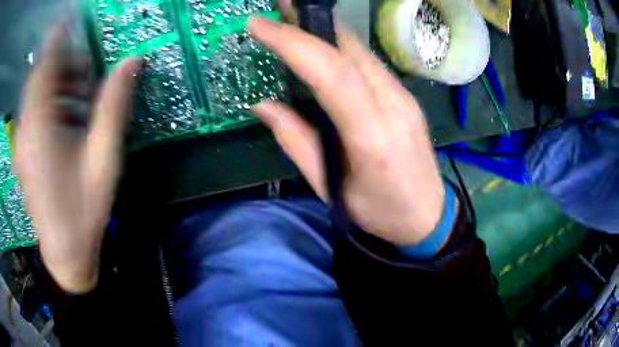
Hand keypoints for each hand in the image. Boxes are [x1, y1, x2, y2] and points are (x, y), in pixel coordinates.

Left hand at [15, 26, 140, 292]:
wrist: (65, 252)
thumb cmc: (84, 210)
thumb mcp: (104, 158)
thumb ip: (114, 105)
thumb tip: (133, 61)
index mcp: (41, 128)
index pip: (46, 66)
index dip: (58, 37)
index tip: (70, 17)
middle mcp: (26, 130)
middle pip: (39, 77)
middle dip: (61, 62)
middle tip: (85, 67)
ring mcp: (21, 142)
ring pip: (34, 94)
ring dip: (55, 82)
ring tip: (78, 92)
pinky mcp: (22, 152)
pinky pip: (32, 112)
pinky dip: (48, 101)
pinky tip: (65, 114)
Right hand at [249, 1, 444, 245]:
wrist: (427, 216)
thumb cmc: (378, 212)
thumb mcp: (329, 187)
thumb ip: (295, 141)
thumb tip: (263, 104)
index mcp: (371, 135)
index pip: (331, 72)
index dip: (293, 43)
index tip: (259, 25)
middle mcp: (393, 105)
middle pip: (348, 50)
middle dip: (309, 22)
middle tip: (278, 7)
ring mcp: (404, 97)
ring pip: (360, 51)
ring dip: (325, 29)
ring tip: (295, 17)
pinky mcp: (406, 96)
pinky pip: (369, 62)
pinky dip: (341, 45)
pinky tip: (324, 43)